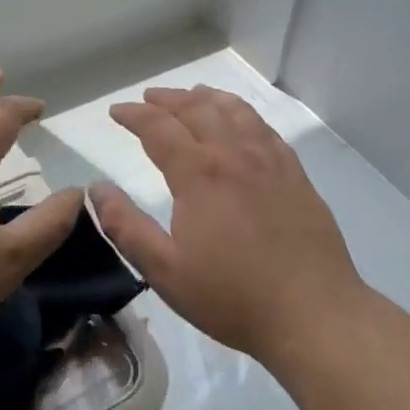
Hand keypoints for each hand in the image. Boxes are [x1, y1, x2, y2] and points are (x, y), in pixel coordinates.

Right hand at [93, 85, 364, 367]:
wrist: (314, 313)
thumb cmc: (232, 297)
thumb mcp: (165, 271)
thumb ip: (126, 226)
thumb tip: (96, 189)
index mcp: (199, 173)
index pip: (159, 127)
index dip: (134, 115)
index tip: (116, 111)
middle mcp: (234, 153)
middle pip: (196, 109)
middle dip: (167, 99)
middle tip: (147, 98)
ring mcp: (269, 159)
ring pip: (233, 110)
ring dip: (205, 97)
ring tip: (191, 95)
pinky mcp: (294, 172)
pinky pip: (263, 126)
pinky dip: (241, 111)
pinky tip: (238, 120)